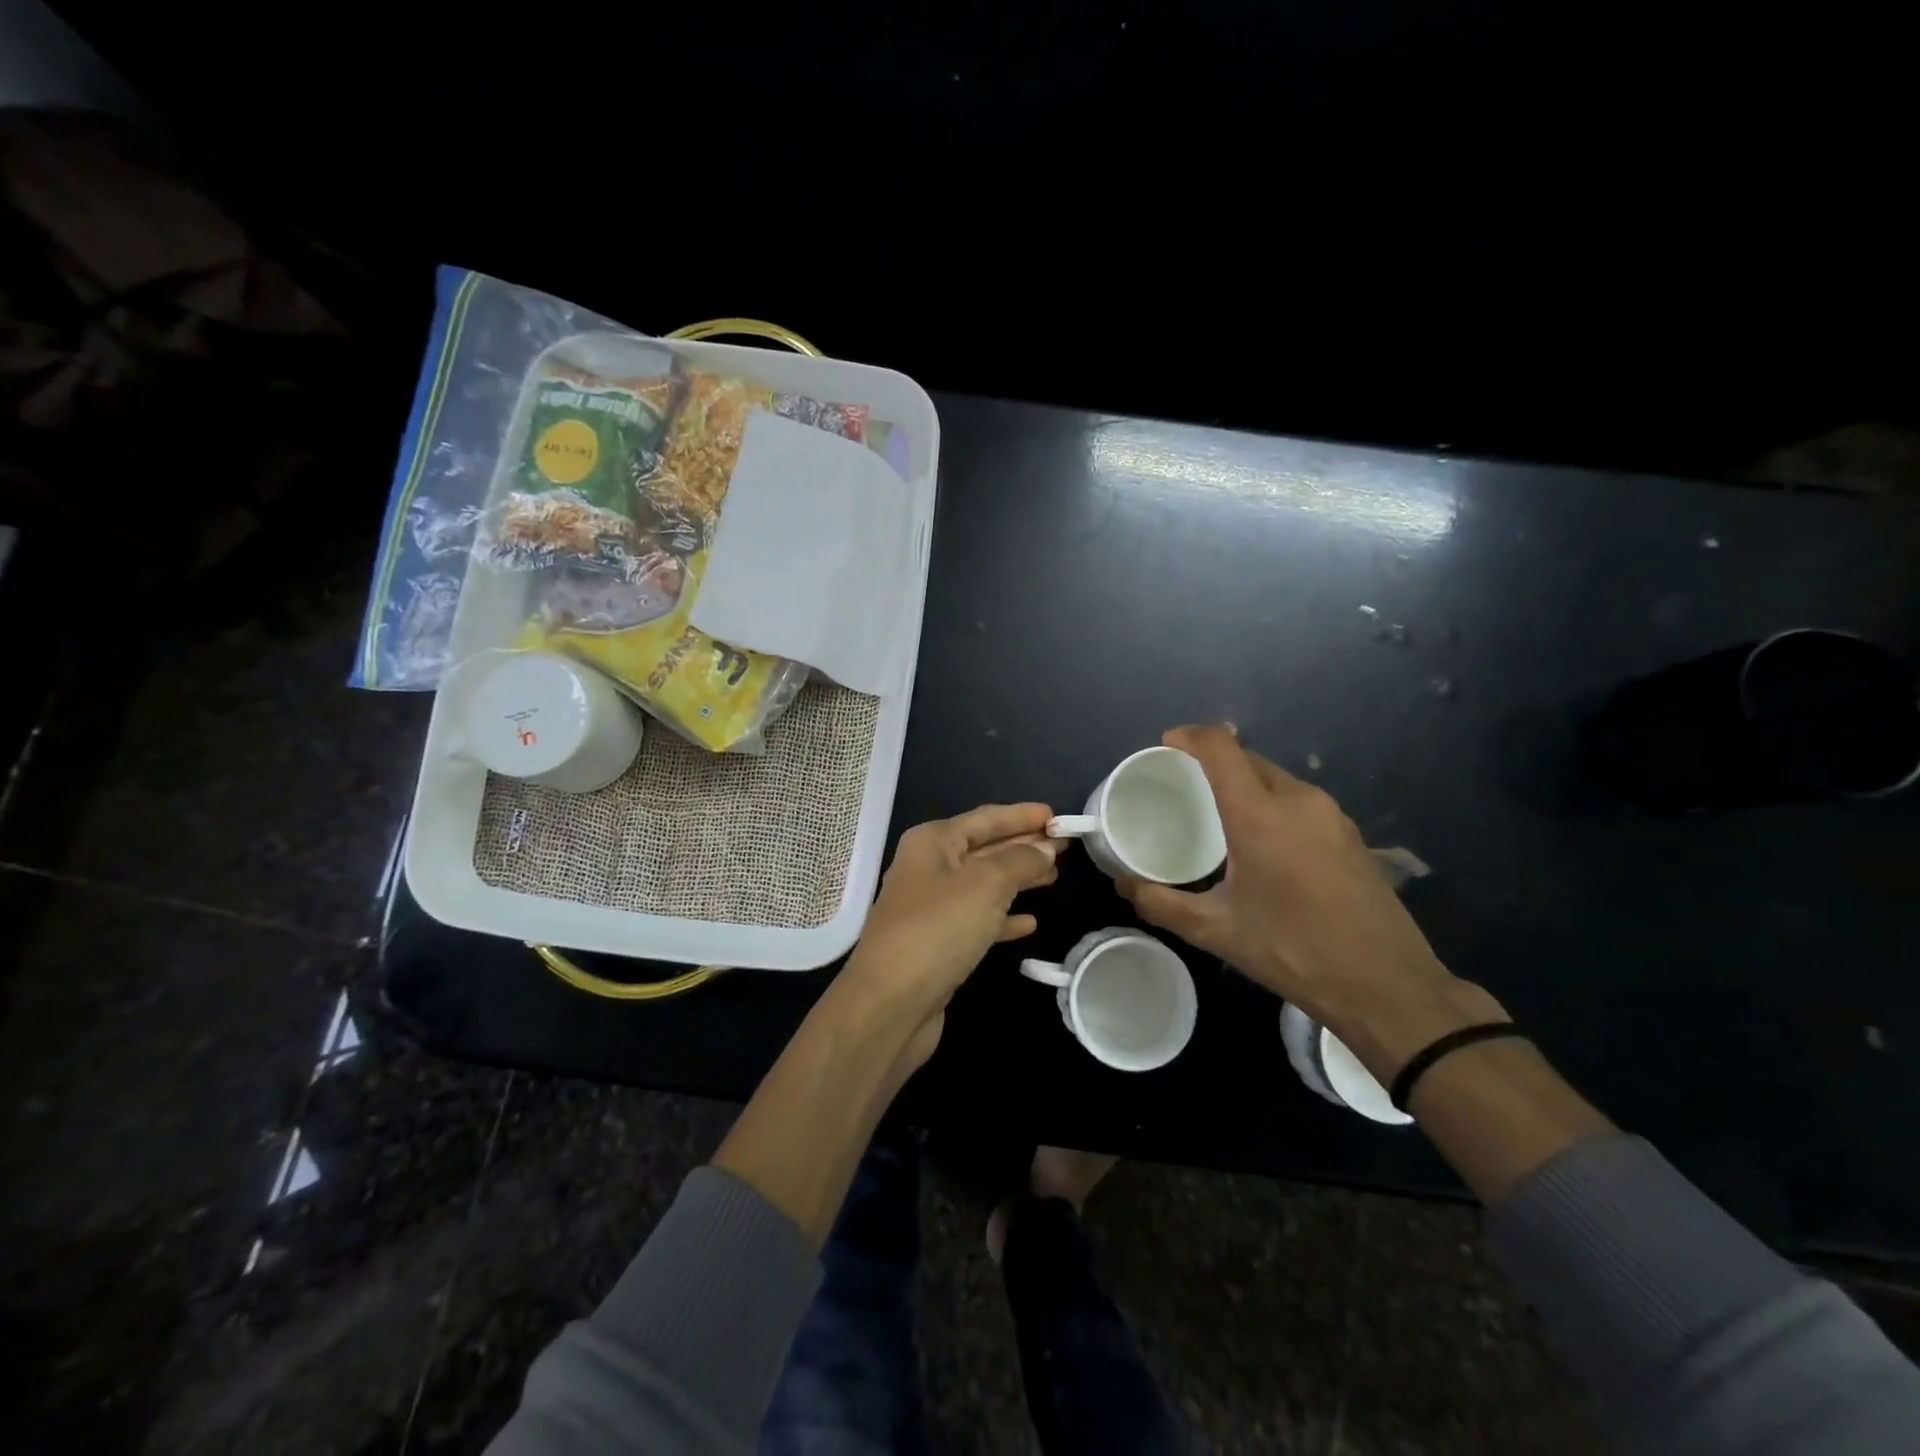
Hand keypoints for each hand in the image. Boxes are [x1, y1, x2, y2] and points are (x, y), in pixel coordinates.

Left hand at [837, 803, 1061, 1066]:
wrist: (890, 1004)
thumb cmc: (938, 929)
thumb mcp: (986, 884)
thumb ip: (1020, 861)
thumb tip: (1044, 849)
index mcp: (933, 842)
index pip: (985, 818)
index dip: (1022, 815)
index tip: (1057, 817)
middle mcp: (928, 869)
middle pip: (985, 849)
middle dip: (1023, 845)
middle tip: (1065, 845)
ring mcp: (931, 909)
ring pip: (983, 885)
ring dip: (1017, 879)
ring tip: (1054, 876)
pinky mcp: (938, 945)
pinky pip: (978, 920)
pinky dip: (1003, 918)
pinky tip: (1030, 923)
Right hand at [1119, 726, 1475, 1047]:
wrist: (1387, 986)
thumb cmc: (1293, 950)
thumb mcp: (1216, 931)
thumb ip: (1161, 903)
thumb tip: (1122, 884)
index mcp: (1260, 814)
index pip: (1221, 748)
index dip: (1190, 736)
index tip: (1165, 745)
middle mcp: (1298, 800)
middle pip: (1249, 759)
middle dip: (1214, 762)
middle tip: (1184, 787)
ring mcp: (1332, 816)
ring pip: (1277, 780)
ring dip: (1246, 784)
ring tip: (1220, 817)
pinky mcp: (1351, 835)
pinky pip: (1301, 802)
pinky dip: (1273, 805)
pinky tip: (1265, 846)